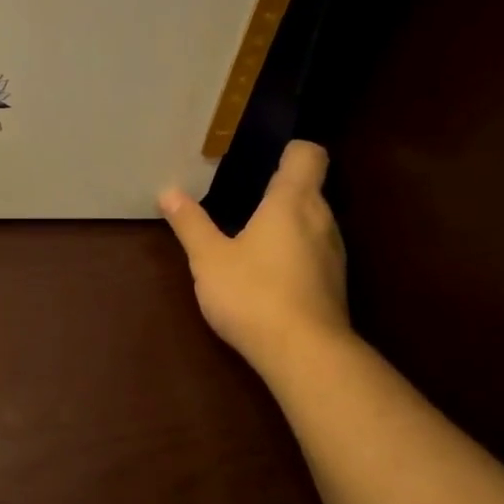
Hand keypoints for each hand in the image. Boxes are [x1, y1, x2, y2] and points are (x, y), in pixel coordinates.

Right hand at [159, 140, 352, 377]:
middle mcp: (322, 219)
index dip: (289, 150)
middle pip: (308, 188)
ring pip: (312, 222)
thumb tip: (169, 192)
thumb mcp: (209, 259)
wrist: (304, 354)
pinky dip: (294, 252)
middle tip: (240, 197)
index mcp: (292, 201)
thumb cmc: (253, 294)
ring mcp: (334, 253)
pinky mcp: (334, 283)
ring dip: (287, 223)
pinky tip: (266, 273)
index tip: (261, 157)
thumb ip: (191, 223)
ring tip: (250, 235)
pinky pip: (314, 251)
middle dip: (278, 189)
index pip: (307, 154)